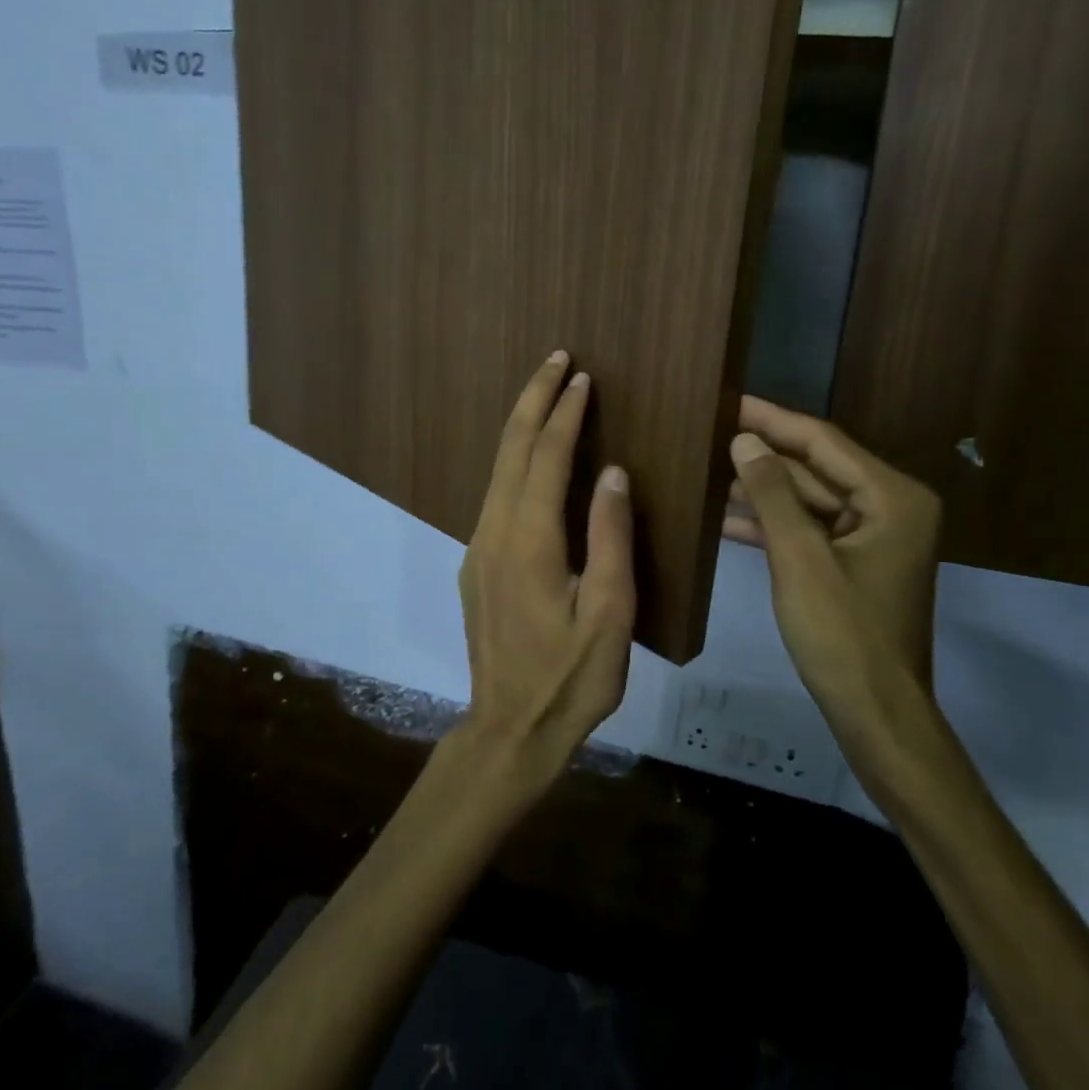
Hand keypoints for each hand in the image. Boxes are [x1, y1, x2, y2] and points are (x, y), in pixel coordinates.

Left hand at [457, 352, 635, 790]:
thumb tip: (611, 472)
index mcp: (529, 541)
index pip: (545, 458)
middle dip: (533, 400)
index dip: (564, 414)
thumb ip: (609, 538)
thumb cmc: (571, 678)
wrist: (509, 730)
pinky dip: (514, 460)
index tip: (581, 377)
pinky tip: (530, 456)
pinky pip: (495, 495)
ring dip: (522, 425)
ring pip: (497, 470)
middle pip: (510, 450)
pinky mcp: (477, 565)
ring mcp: (479, 548)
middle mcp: (494, 533)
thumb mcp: (609, 614)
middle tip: (556, 360)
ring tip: (546, 393)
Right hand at [725, 395, 941, 732]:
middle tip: (711, 431)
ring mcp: (872, 536)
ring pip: (808, 499)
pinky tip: (725, 518)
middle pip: (816, 467)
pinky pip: (809, 529)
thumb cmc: (842, 633)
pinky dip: (772, 525)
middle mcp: (889, 506)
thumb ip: (772, 493)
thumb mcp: (800, 558)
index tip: (729, 400)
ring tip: (708, 470)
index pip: (822, 442)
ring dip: (762, 491)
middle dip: (763, 455)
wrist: (875, 713)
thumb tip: (744, 440)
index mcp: (892, 497)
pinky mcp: (854, 562)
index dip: (772, 420)